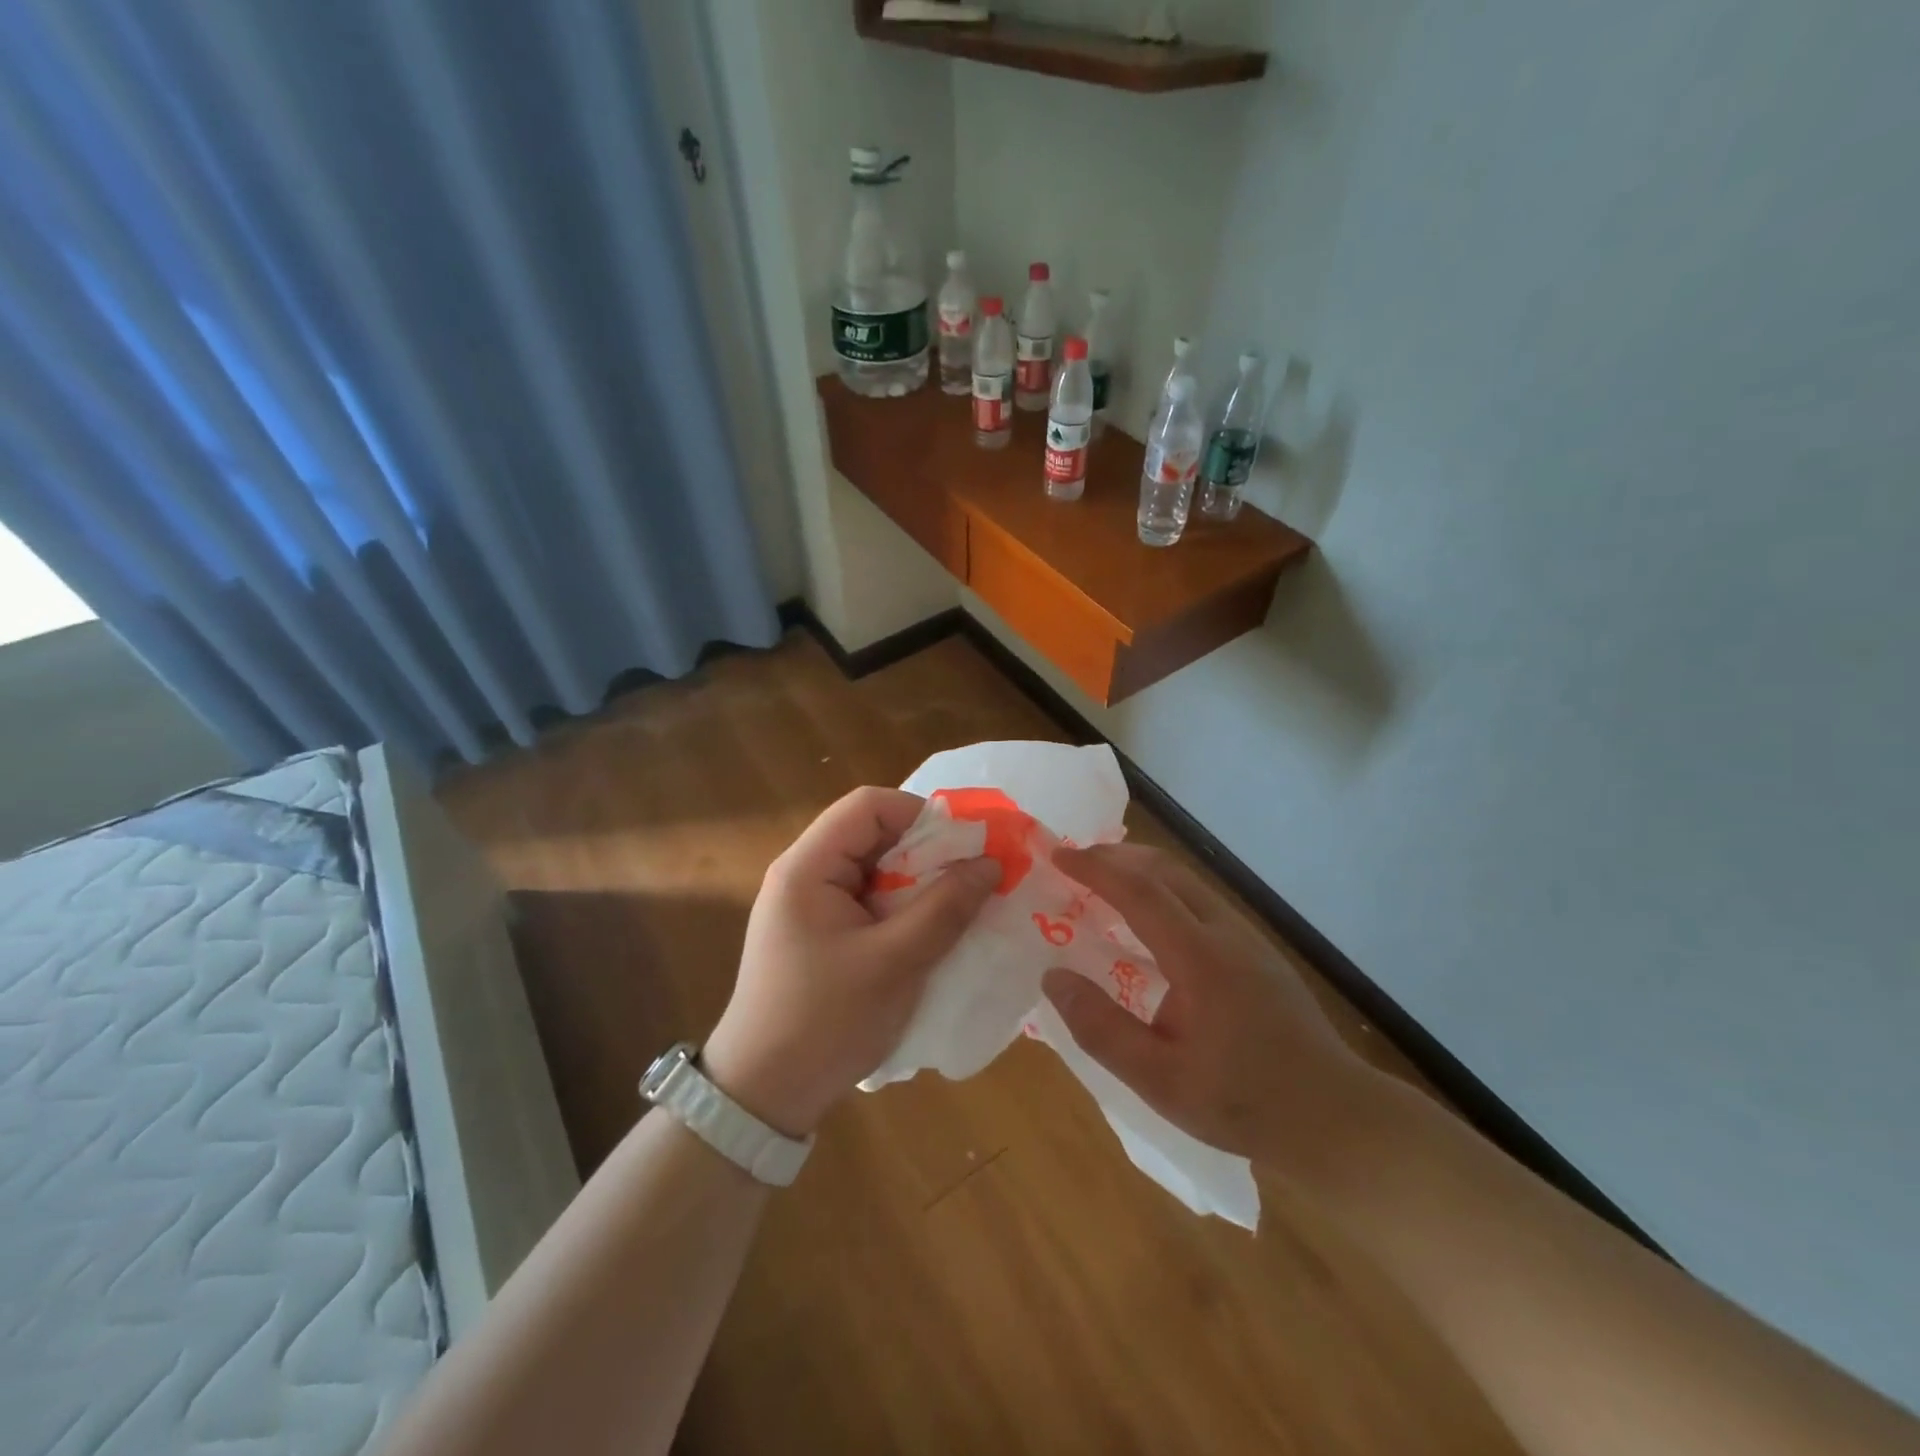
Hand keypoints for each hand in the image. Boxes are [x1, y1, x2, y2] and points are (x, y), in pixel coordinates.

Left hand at [703, 787, 997, 1138]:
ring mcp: (810, 906)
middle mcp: (804, 875)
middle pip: (872, 835)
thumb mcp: (894, 963)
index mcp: (807, 867)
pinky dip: (902, 909)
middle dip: (926, 851)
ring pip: (874, 870)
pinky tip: (930, 933)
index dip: (920, 813)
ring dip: (917, 883)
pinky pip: (868, 902)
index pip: (868, 806)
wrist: (763, 1096)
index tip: (965, 845)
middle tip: (972, 878)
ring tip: (959, 906)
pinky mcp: (820, 934)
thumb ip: (945, 908)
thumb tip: (991, 863)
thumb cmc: (825, 1022)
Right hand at [1041, 843, 1378, 1166]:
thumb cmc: (1243, 1101)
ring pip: (1186, 881)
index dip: (1095, 868)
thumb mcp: (1159, 1079)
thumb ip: (1101, 1028)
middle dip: (1116, 856)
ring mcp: (1247, 938)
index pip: (1139, 891)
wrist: (1336, 1118)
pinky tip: (1148, 925)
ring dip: (1141, 871)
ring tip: (1102, 884)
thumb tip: (1053, 977)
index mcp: (1200, 957)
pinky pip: (1200, 901)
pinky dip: (1162, 892)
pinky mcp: (1258, 951)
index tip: (1057, 855)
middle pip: (1166, 870)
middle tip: (1074, 862)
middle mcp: (1225, 932)